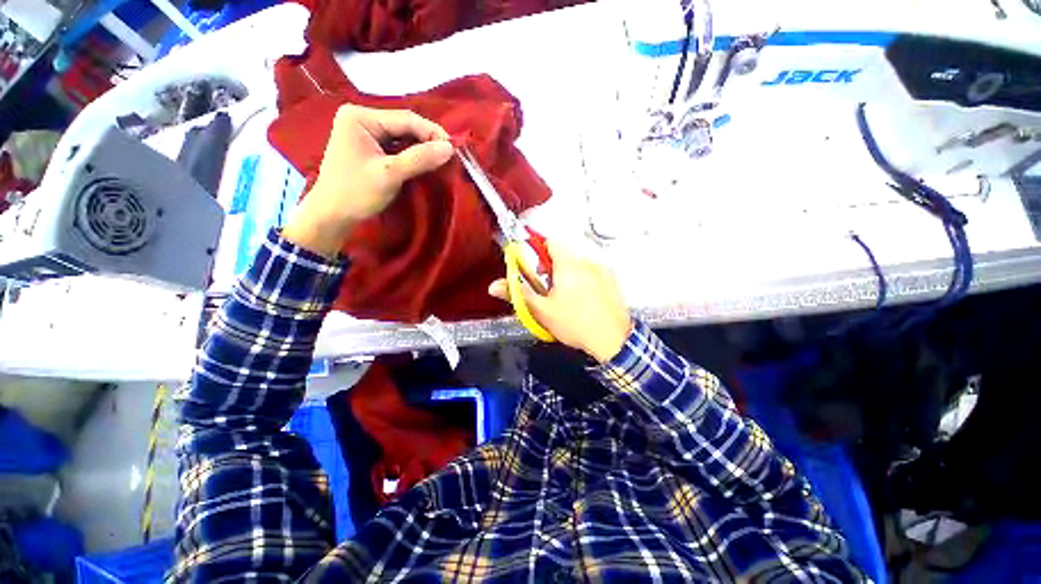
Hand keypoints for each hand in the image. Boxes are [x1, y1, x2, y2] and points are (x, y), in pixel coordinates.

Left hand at [282, 104, 453, 256]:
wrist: (332, 215)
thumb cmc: (356, 192)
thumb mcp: (390, 174)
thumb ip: (420, 159)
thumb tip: (450, 148)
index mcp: (360, 117)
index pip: (405, 119)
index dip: (432, 132)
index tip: (454, 148)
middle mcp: (361, 118)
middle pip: (404, 126)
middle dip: (427, 141)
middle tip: (449, 156)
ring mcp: (364, 133)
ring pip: (402, 137)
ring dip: (421, 149)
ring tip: (440, 161)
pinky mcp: (369, 147)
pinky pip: (396, 147)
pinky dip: (412, 155)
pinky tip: (424, 163)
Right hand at [489, 241, 632, 362]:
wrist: (613, 340)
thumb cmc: (575, 324)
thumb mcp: (542, 310)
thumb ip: (518, 294)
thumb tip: (494, 286)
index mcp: (568, 264)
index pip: (550, 241)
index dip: (537, 251)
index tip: (535, 269)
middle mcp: (587, 261)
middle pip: (563, 253)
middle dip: (551, 267)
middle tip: (548, 288)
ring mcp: (603, 269)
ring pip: (577, 262)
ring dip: (567, 273)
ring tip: (566, 296)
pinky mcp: (612, 279)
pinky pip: (592, 270)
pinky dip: (583, 278)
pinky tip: (583, 299)